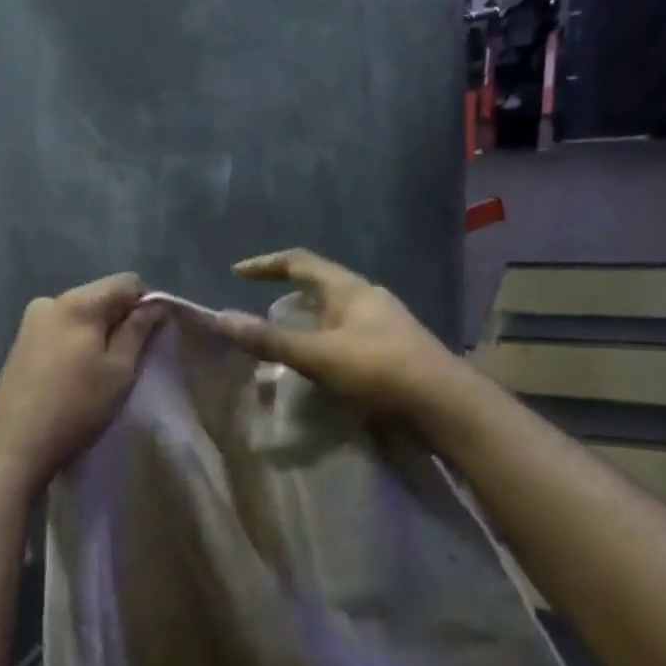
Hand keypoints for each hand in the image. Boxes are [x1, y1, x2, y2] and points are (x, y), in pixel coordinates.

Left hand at [0, 273, 163, 488]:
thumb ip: (138, 330)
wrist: (14, 444)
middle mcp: (50, 300)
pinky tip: (75, 374)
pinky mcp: (20, 342)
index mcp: (78, 302)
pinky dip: (76, 343)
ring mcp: (30, 321)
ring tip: (101, 371)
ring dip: (98, 333)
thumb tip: (155, 303)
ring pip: (80, 314)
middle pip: (101, 295)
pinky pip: (60, 330)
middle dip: (120, 318)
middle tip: (130, 359)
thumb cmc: (76, 406)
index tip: (152, 337)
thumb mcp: (119, 369)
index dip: (147, 303)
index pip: (127, 281)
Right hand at [214, 249, 463, 418]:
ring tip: (286, 344)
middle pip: (319, 286)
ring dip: (307, 322)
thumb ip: (270, 340)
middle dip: (287, 296)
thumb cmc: (379, 369)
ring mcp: (385, 322)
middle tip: (261, 317)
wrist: (443, 403)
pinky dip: (325, 342)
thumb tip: (222, 319)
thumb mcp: (318, 355)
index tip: (237, 273)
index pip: (300, 262)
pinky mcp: (394, 348)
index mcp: (349, 289)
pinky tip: (320, 366)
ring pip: (335, 313)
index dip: (265, 264)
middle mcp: (368, 297)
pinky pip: (349, 335)